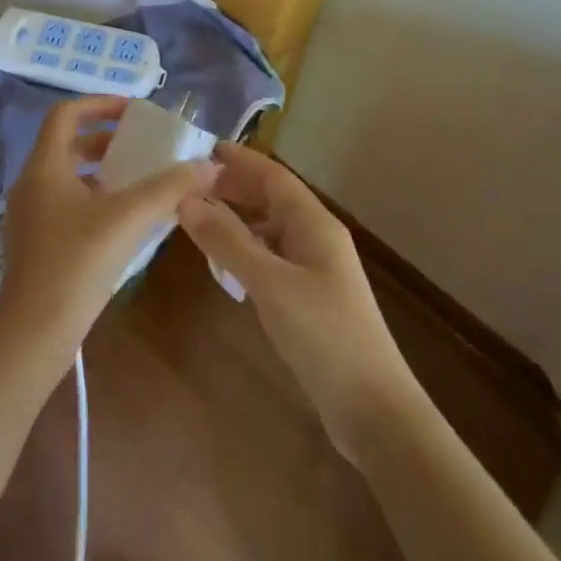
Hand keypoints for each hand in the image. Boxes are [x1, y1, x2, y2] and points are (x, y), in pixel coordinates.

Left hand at [0, 95, 218, 360]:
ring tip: (136, 182)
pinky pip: (64, 203)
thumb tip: (209, 165)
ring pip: (65, 176)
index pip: (66, 114)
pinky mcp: (34, 243)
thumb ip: (170, 188)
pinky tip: (121, 223)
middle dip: (105, 140)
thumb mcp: (128, 219)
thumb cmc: (76, 263)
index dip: (100, 104)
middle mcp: (31, 183)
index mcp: (44, 166)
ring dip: (99, 171)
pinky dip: (91, 199)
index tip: (133, 112)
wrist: (33, 334)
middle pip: (66, 144)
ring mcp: (28, 215)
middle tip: (140, 148)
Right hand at [178, 145, 412, 457]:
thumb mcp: (270, 284)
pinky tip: (225, 264)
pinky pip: (272, 257)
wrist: (375, 412)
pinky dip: (246, 250)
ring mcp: (316, 269)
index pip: (273, 176)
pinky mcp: (311, 297)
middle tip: (190, 184)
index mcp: (315, 224)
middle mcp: (317, 237)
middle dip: (235, 187)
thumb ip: (227, 241)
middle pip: (272, 199)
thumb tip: (185, 200)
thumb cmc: (325, 336)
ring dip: (238, 219)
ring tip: (199, 218)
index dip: (240, 160)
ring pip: (271, 229)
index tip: (202, 148)